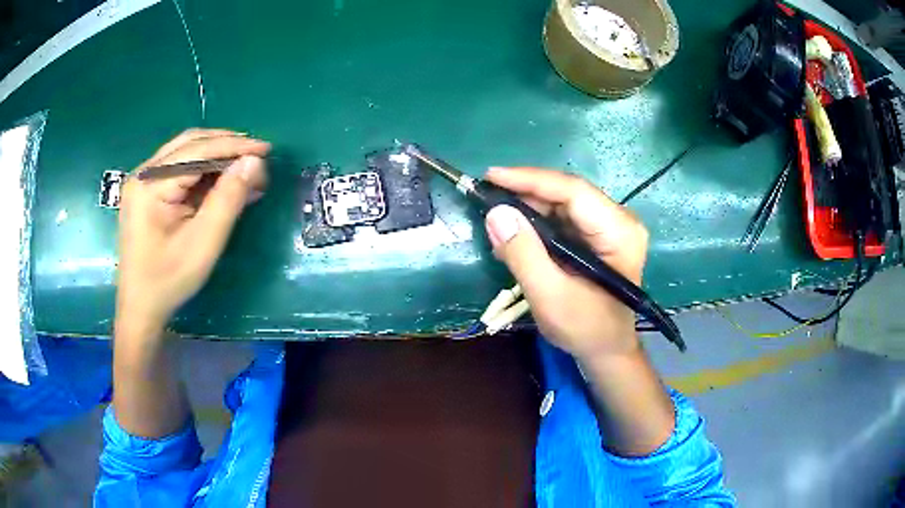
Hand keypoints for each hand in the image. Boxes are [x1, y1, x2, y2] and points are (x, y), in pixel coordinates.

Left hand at [116, 129, 269, 334]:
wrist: (140, 307)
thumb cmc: (169, 280)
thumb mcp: (203, 243)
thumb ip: (228, 199)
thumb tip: (253, 162)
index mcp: (150, 184)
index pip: (197, 151)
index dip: (234, 146)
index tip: (266, 149)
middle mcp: (143, 173)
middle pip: (190, 144)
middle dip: (226, 146)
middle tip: (256, 156)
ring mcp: (143, 181)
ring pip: (185, 153)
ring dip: (216, 156)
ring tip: (244, 167)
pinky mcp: (147, 191)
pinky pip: (179, 169)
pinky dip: (203, 171)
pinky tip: (222, 181)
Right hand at [483, 167, 647, 359]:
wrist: (607, 350)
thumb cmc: (585, 329)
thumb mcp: (550, 297)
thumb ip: (523, 255)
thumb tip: (495, 213)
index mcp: (619, 232)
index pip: (573, 191)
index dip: (530, 180)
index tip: (491, 176)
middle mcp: (619, 220)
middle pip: (567, 194)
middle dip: (525, 196)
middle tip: (487, 201)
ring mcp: (610, 227)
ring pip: (562, 204)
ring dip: (528, 211)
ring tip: (497, 223)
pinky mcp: (598, 236)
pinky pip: (563, 219)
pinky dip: (536, 225)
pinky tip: (516, 237)